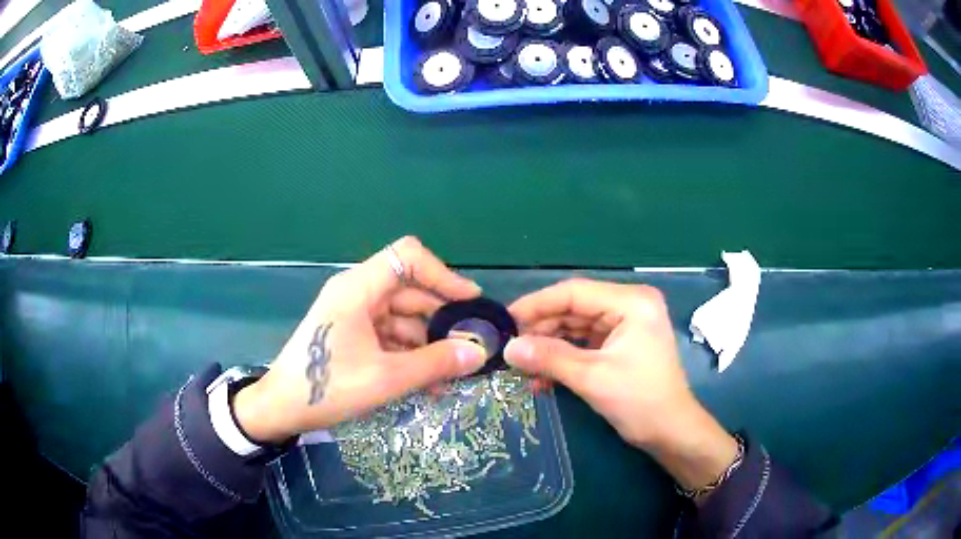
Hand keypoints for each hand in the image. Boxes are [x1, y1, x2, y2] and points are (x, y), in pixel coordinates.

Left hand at [233, 236, 487, 442]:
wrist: (281, 409)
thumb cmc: (326, 387)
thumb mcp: (385, 378)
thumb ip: (435, 363)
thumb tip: (479, 353)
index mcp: (358, 289)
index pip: (407, 257)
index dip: (443, 274)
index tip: (469, 302)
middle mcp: (357, 293)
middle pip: (410, 291)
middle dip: (441, 320)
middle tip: (469, 349)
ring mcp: (355, 315)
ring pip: (404, 318)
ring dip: (428, 345)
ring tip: (450, 377)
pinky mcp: (354, 335)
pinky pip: (391, 336)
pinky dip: (410, 355)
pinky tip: (428, 384)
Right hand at [504, 278, 737, 494]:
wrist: (671, 432)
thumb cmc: (639, 401)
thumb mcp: (592, 378)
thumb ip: (549, 358)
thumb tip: (507, 348)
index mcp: (632, 302)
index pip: (575, 292)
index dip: (537, 304)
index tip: (506, 319)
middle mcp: (630, 306)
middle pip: (575, 308)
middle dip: (542, 329)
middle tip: (510, 347)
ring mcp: (627, 324)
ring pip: (577, 326)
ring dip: (550, 346)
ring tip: (521, 364)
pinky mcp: (622, 343)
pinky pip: (585, 343)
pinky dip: (564, 357)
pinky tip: (542, 376)